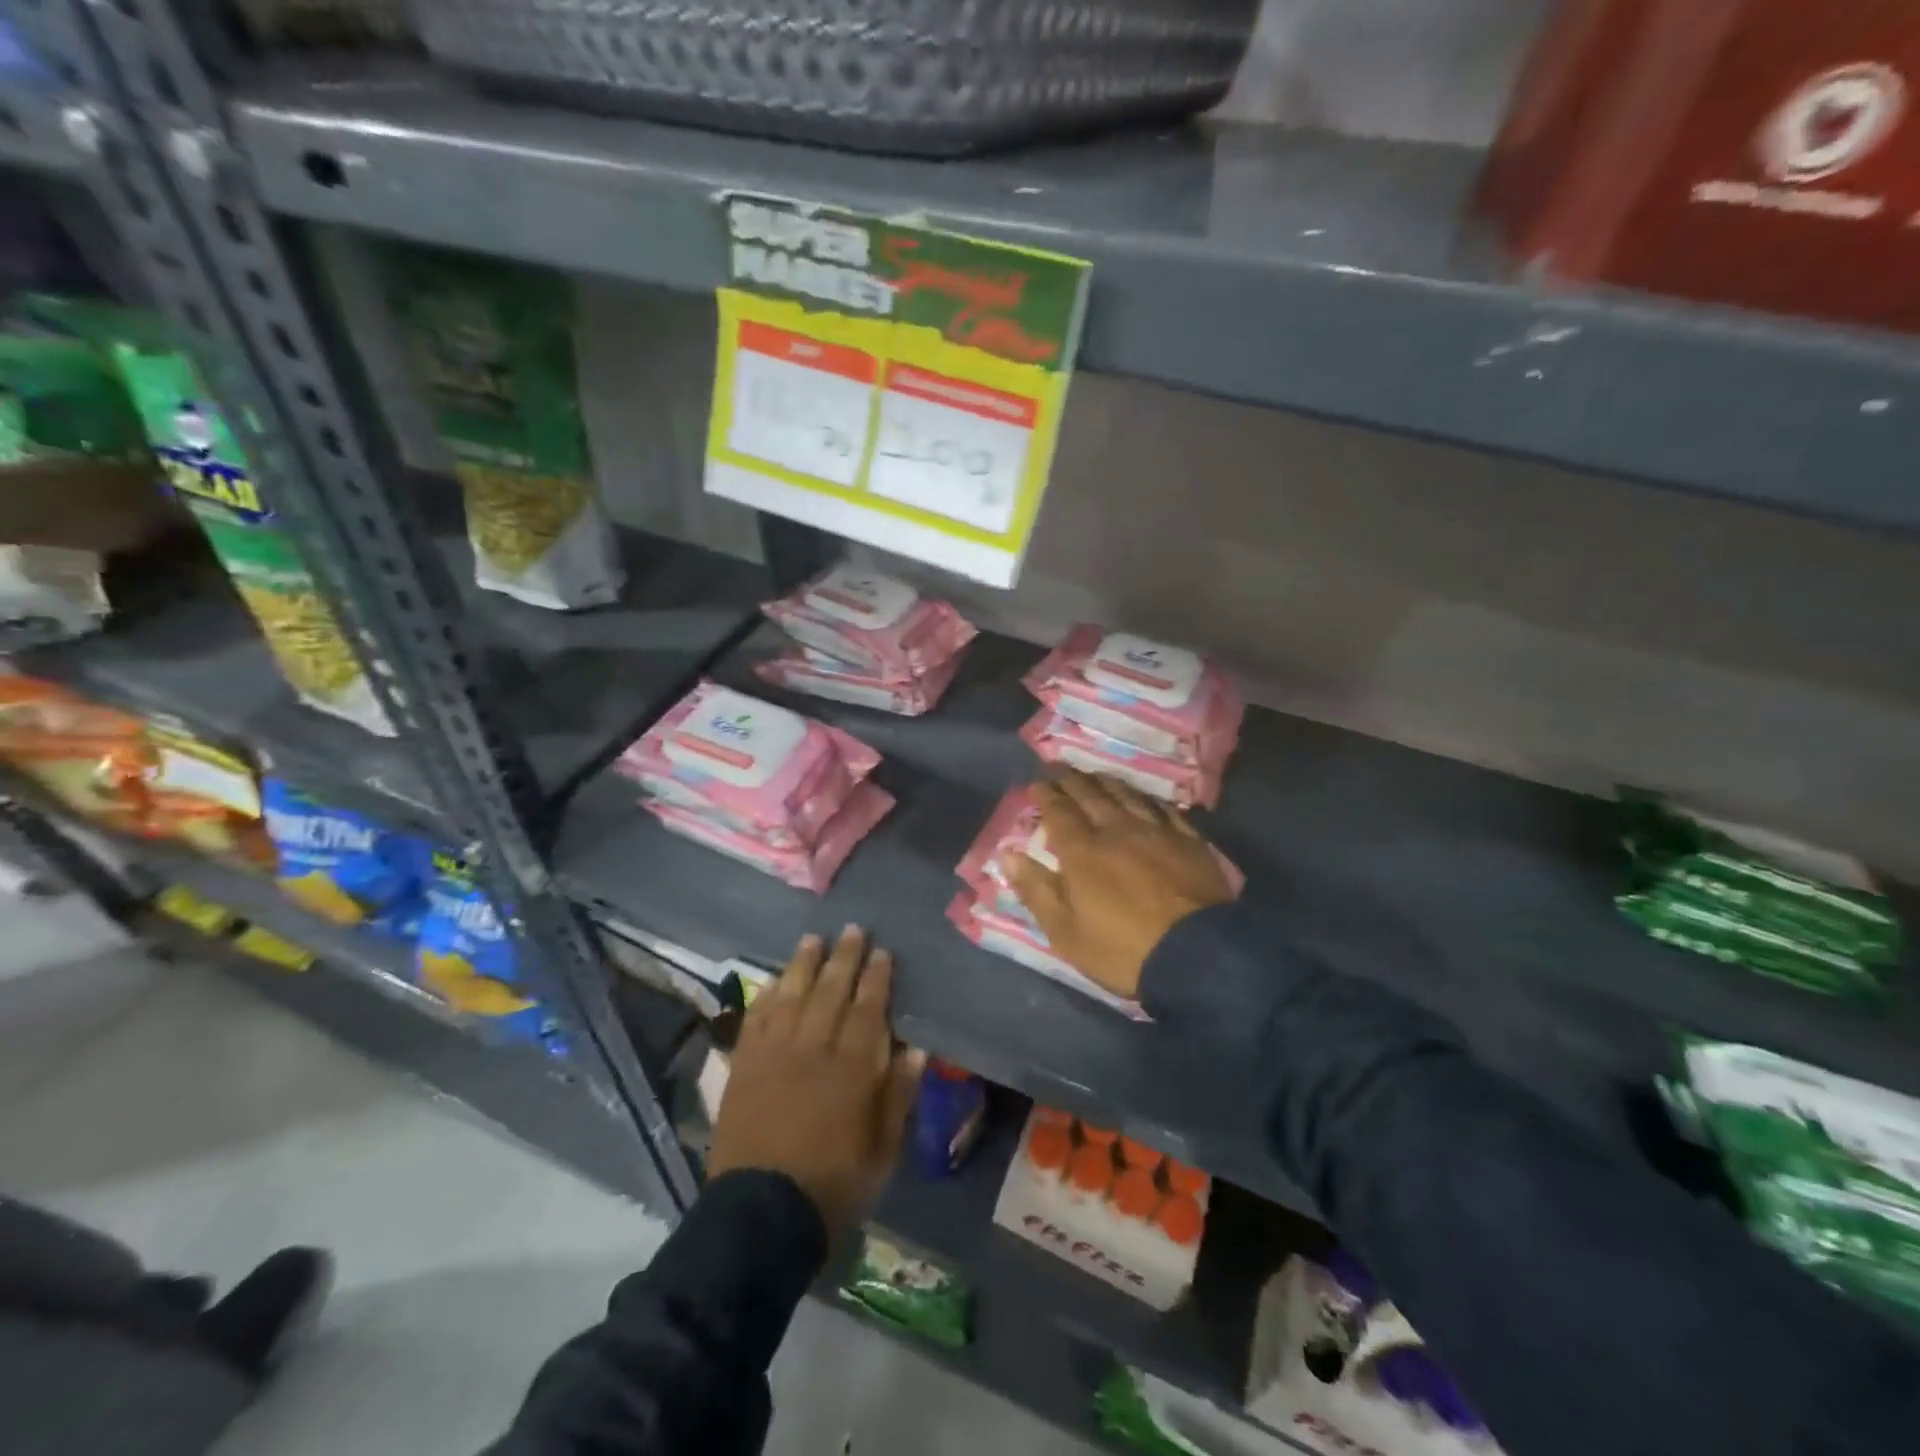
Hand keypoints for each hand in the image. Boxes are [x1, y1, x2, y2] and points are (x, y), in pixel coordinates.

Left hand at [708, 926, 924, 1240]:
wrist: (760, 1216)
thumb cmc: (832, 1186)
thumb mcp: (882, 1152)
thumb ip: (898, 1097)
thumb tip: (914, 1050)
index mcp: (851, 1069)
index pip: (868, 1008)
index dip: (876, 978)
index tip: (883, 952)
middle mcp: (812, 1049)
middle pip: (830, 991)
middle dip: (844, 957)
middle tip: (853, 929)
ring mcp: (773, 1054)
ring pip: (791, 995)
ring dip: (803, 964)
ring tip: (813, 939)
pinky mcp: (743, 1066)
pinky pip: (756, 1018)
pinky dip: (766, 995)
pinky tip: (773, 980)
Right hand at [1007, 772, 1232, 998]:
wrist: (1196, 955)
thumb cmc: (1121, 949)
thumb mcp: (1065, 931)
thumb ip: (1035, 889)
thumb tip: (1007, 854)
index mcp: (1082, 850)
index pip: (1058, 810)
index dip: (1045, 794)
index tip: (1036, 784)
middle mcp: (1116, 829)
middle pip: (1091, 794)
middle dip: (1071, 780)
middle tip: (1060, 769)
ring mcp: (1156, 831)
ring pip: (1127, 794)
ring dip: (1107, 782)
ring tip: (1096, 775)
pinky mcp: (1188, 840)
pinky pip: (1164, 808)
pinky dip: (1146, 798)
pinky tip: (1144, 798)